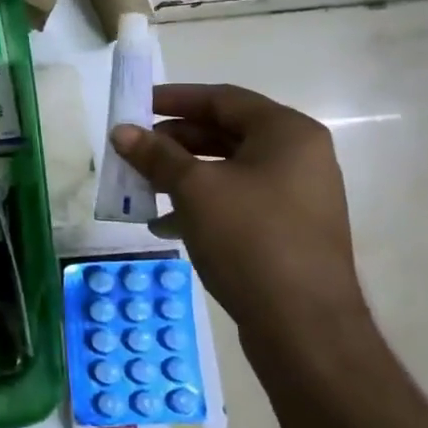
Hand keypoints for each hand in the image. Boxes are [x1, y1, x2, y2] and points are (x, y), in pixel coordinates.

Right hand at [110, 84, 366, 340]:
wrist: (304, 328)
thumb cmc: (251, 240)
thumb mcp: (195, 190)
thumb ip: (156, 155)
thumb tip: (122, 131)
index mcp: (287, 133)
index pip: (223, 99)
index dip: (174, 98)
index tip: (135, 106)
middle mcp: (299, 157)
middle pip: (225, 133)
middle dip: (174, 141)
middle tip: (134, 149)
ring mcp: (296, 197)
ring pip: (227, 171)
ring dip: (182, 175)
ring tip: (142, 187)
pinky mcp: (287, 231)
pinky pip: (237, 202)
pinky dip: (200, 205)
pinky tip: (165, 225)